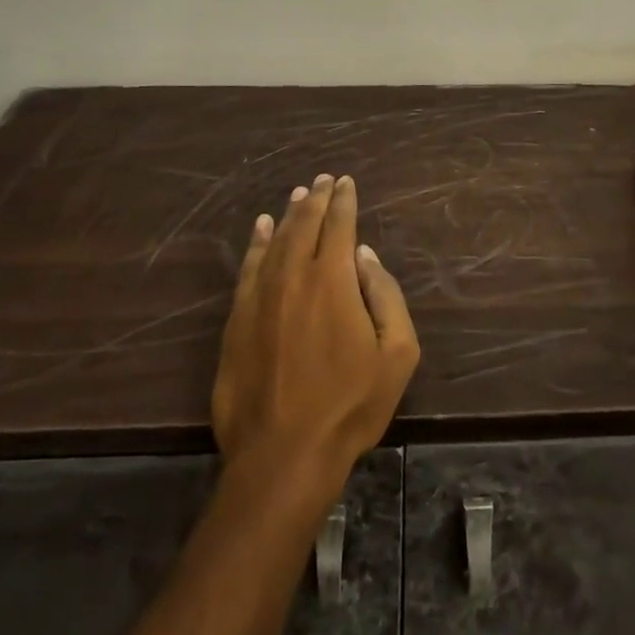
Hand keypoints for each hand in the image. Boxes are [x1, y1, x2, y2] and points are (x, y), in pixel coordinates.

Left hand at [211, 174, 420, 493]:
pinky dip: (255, 243)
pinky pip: (248, 267)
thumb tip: (364, 256)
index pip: (339, 225)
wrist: (282, 454)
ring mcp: (260, 296)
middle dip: (316, 198)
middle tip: (323, 180)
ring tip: (298, 196)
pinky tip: (260, 228)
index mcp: (332, 279)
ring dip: (288, 215)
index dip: (344, 200)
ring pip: (274, 240)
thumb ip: (386, 296)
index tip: (346, 183)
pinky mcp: (237, 319)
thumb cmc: (350, 405)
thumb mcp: (396, 355)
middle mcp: (293, 275)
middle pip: (303, 224)